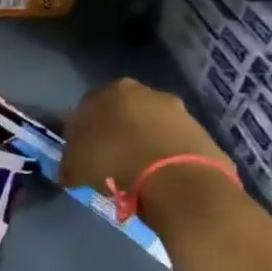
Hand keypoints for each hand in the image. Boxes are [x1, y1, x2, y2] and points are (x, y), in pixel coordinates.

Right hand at [60, 77, 229, 196]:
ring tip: (135, 172)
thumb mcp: (75, 167)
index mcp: (111, 90)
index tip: (79, 153)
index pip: (86, 107)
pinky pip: (173, 144)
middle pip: (122, 113)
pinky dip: (164, 156)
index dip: (80, 132)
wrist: (178, 180)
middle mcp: (146, 92)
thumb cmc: (115, 162)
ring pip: (150, 127)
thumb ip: (69, 163)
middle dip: (115, 133)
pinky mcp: (202, 133)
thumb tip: (69, 172)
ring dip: (142, 144)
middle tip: (108, 161)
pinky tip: (158, 177)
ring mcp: (179, 111)